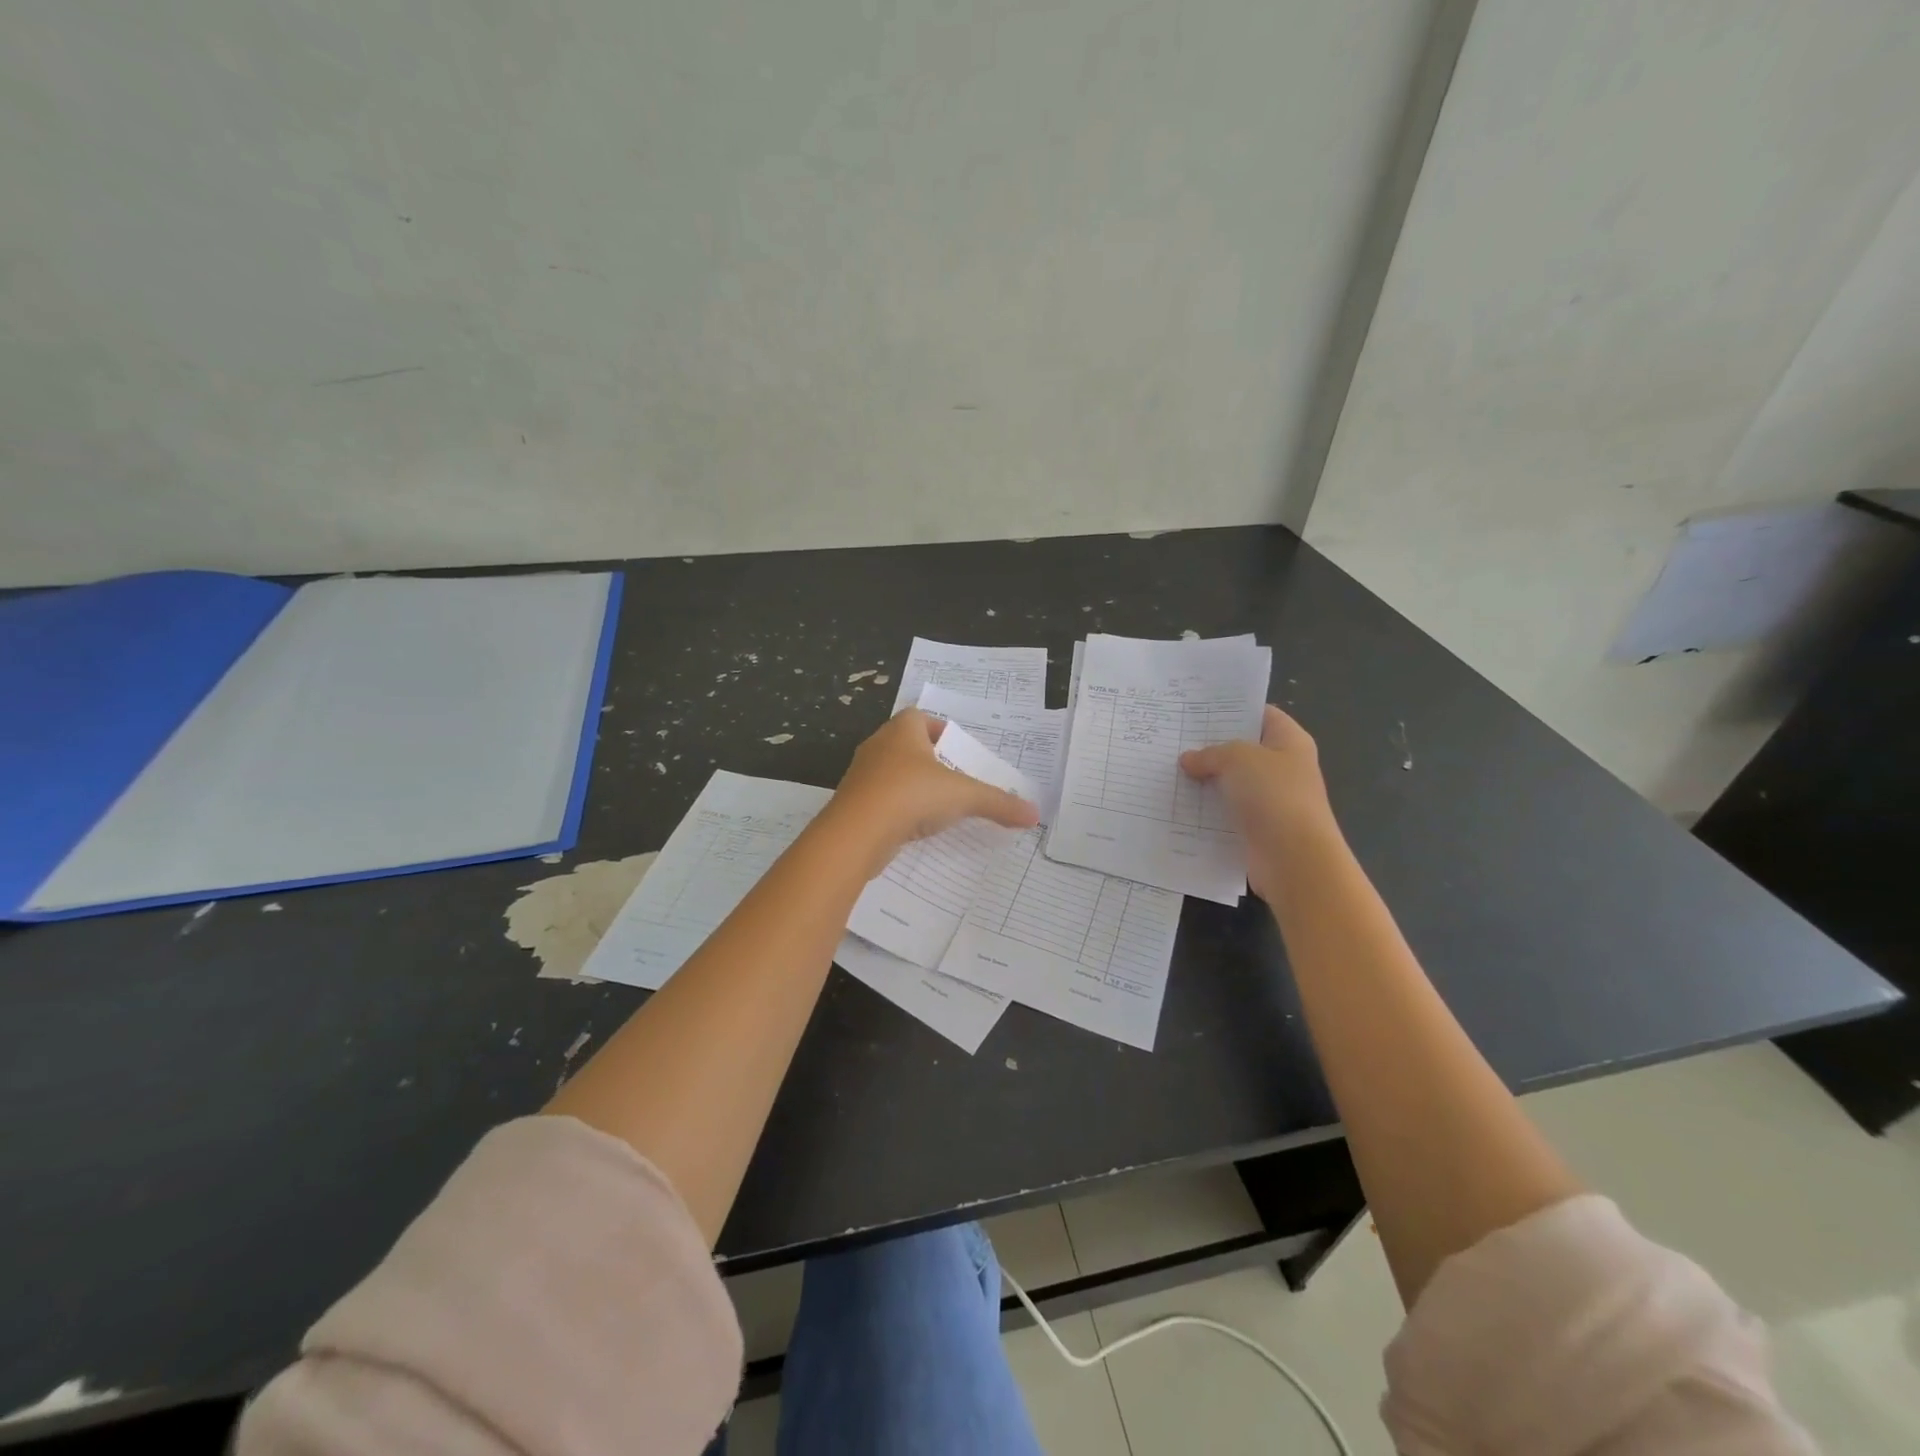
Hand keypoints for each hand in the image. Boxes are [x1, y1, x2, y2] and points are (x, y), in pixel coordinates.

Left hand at [826, 709, 1039, 874]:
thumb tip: (1035, 814)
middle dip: (930, 760)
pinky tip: (914, 827)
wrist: (856, 832)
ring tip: (938, 805)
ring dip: (913, 785)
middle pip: (907, 745)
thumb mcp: (963, 796)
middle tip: (955, 778)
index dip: (940, 730)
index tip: (958, 751)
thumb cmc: (911, 795)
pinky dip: (898, 809)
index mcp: (902, 730)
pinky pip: (881, 799)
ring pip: (892, 773)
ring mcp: (862, 776)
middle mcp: (878, 746)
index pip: (920, 718)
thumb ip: (999, 803)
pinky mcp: (854, 804)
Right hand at [1179, 705, 1338, 899]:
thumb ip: (1211, 753)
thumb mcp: (1237, 759)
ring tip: (1168, 770)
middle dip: (1210, 746)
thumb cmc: (1273, 796)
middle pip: (1243, 749)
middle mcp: (1283, 767)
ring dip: (1205, 780)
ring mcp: (1271, 800)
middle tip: (1174, 739)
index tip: (1197, 710)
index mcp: (1289, 741)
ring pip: (1231, 782)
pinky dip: (1206, 810)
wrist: (1293, 859)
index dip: (1232, 709)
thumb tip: (1189, 759)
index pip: (1261, 714)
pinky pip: (1226, 812)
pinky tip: (1178, 804)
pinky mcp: (1257, 828)